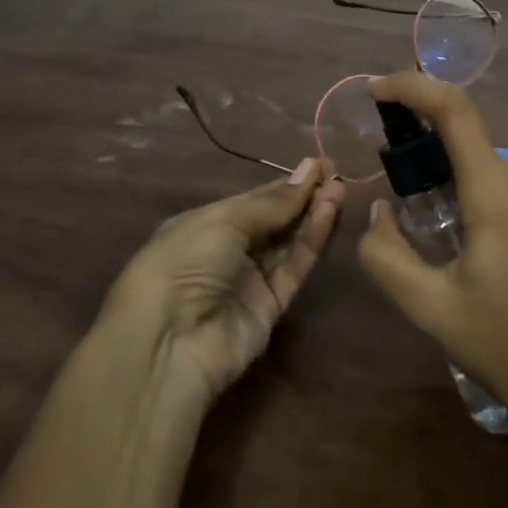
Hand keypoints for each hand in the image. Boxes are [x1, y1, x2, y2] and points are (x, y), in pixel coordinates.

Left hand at [102, 159, 344, 409]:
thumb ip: (272, 203)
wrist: (169, 343)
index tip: (318, 164)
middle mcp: (228, 250)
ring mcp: (250, 279)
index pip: (254, 199)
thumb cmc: (185, 262)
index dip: (285, 183)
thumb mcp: (224, 221)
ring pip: (289, 241)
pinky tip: (329, 213)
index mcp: (206, 224)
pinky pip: (295, 267)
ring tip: (339, 187)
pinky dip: (313, 241)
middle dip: (303, 195)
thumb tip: (309, 171)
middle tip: (335, 172)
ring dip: (313, 214)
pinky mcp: (271, 306)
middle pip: (275, 219)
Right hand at [358, 73, 507, 439]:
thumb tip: (379, 213)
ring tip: (423, 235)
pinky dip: (469, 196)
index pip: (454, 109)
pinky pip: (502, 188)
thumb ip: (387, 256)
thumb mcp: (432, 310)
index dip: (412, 87)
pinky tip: (460, 249)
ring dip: (444, 180)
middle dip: (420, 150)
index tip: (374, 91)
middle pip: (464, 140)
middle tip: (390, 192)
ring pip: (481, 167)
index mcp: (498, 194)